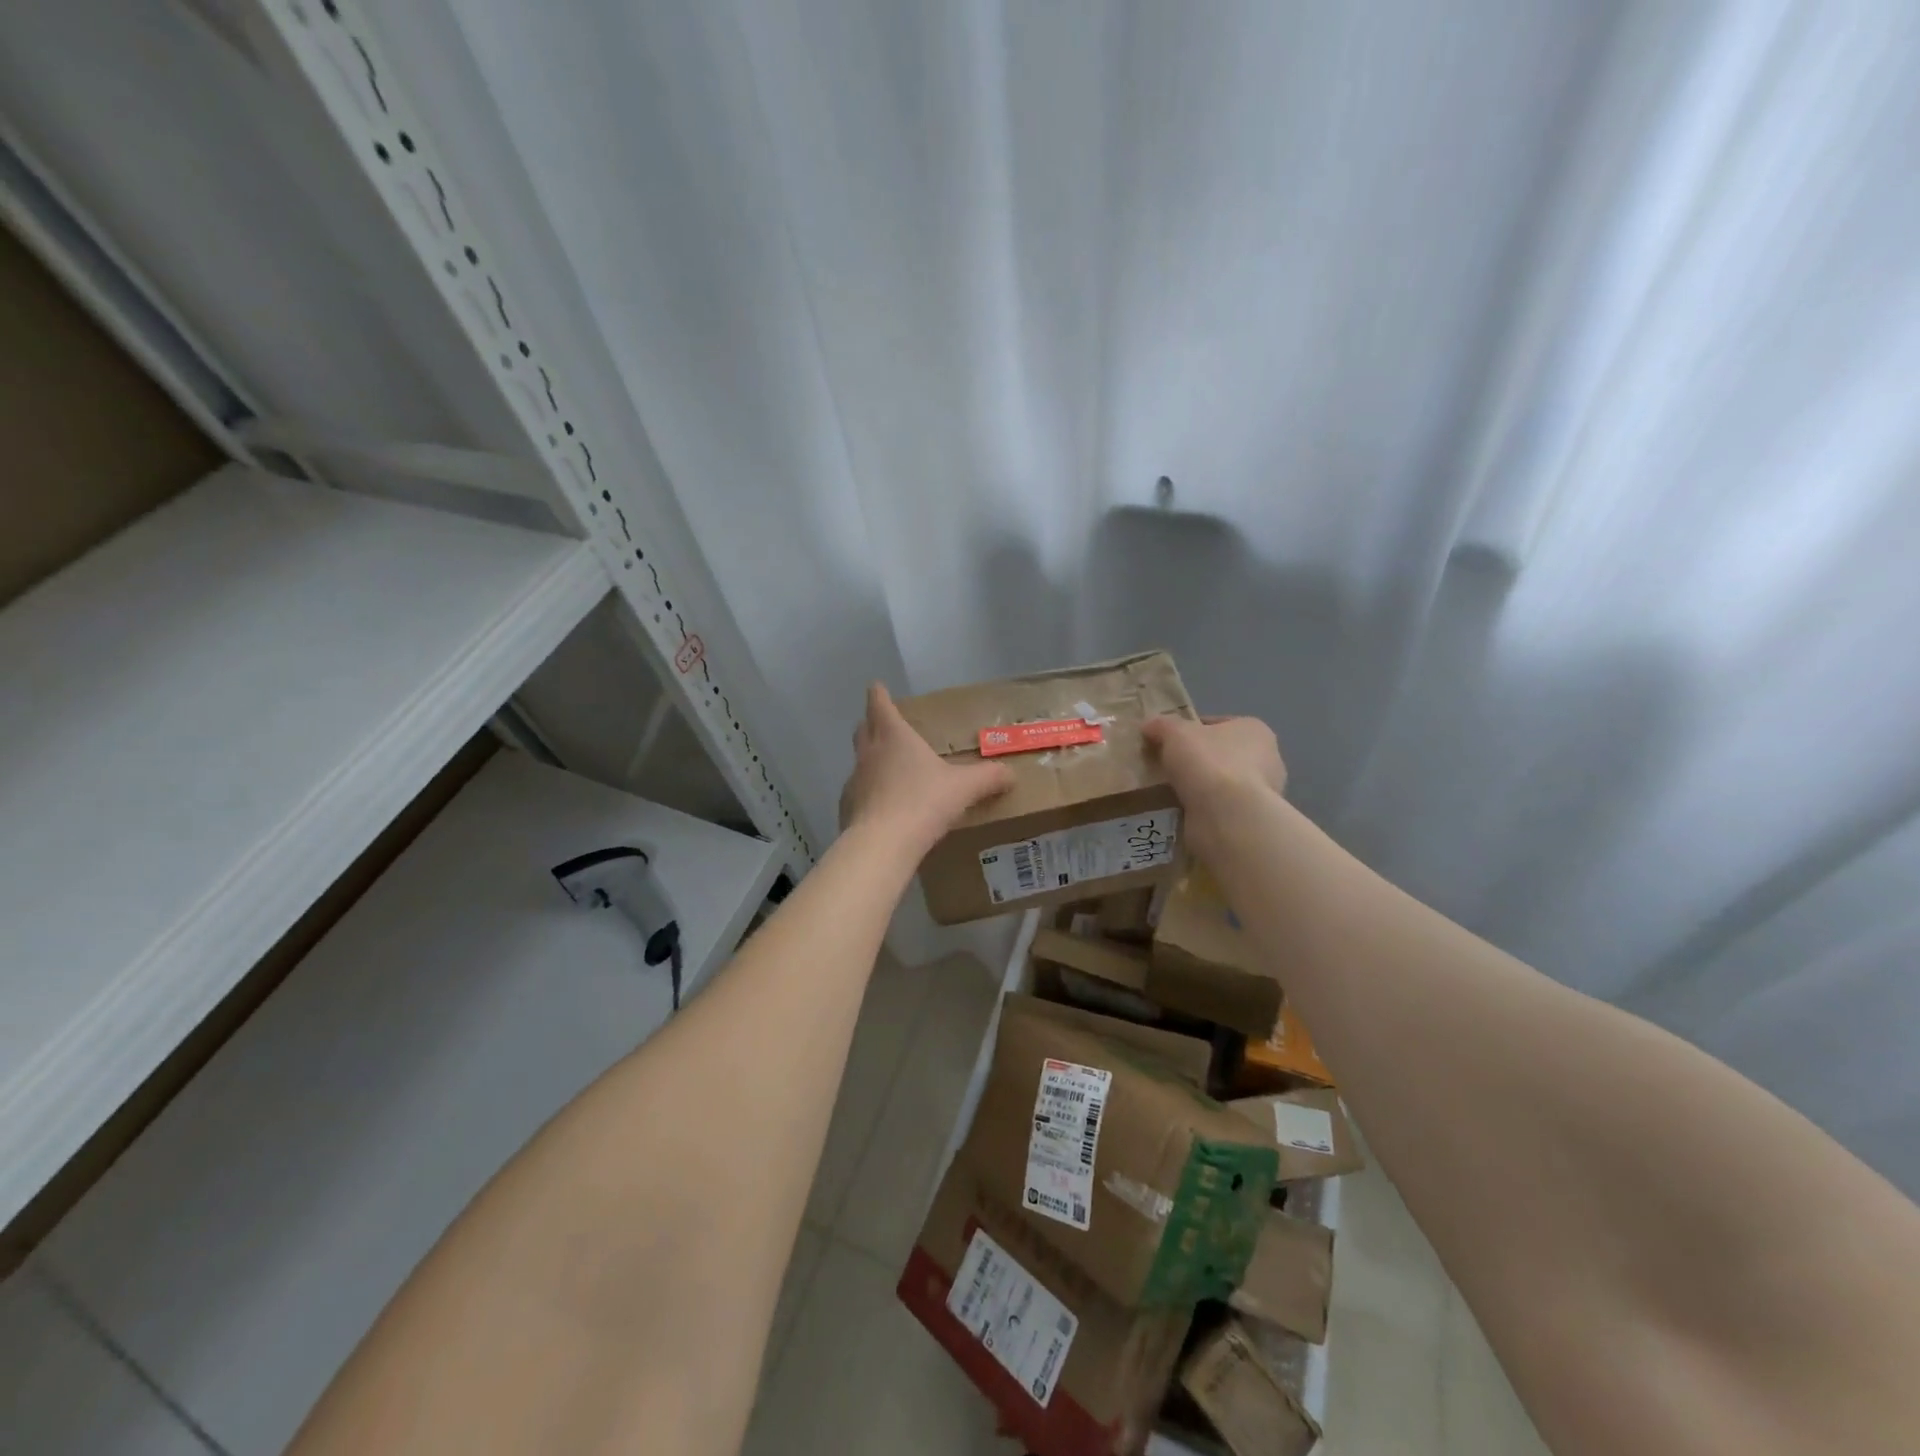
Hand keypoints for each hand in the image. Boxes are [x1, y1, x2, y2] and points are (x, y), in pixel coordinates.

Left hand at [839, 683, 1013, 849]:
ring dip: (872, 762)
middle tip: (887, 727)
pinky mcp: (847, 808)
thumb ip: (988, 778)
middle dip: (873, 725)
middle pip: (864, 729)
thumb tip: (1010, 774)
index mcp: (894, 736)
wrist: (883, 844)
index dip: (879, 694)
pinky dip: (869, 794)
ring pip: (860, 762)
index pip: (880, 704)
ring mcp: (855, 780)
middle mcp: (869, 753)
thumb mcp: (964, 788)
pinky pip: (858, 794)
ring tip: (891, 772)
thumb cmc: (923, 802)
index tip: (877, 687)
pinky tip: (884, 809)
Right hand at [1141, 714, 1286, 812]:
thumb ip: (1162, 725)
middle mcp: (1266, 759)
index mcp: (1254, 730)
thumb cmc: (1208, 763)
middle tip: (1164, 768)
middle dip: (1194, 761)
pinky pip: (1218, 808)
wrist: (1227, 818)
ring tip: (1167, 792)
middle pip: (1220, 755)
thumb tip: (1150, 726)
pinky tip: (1179, 811)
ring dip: (1198, 788)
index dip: (1190, 730)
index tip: (1167, 742)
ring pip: (1219, 784)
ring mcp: (1261, 793)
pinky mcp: (1250, 820)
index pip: (1217, 724)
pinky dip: (1201, 809)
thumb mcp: (1175, 732)